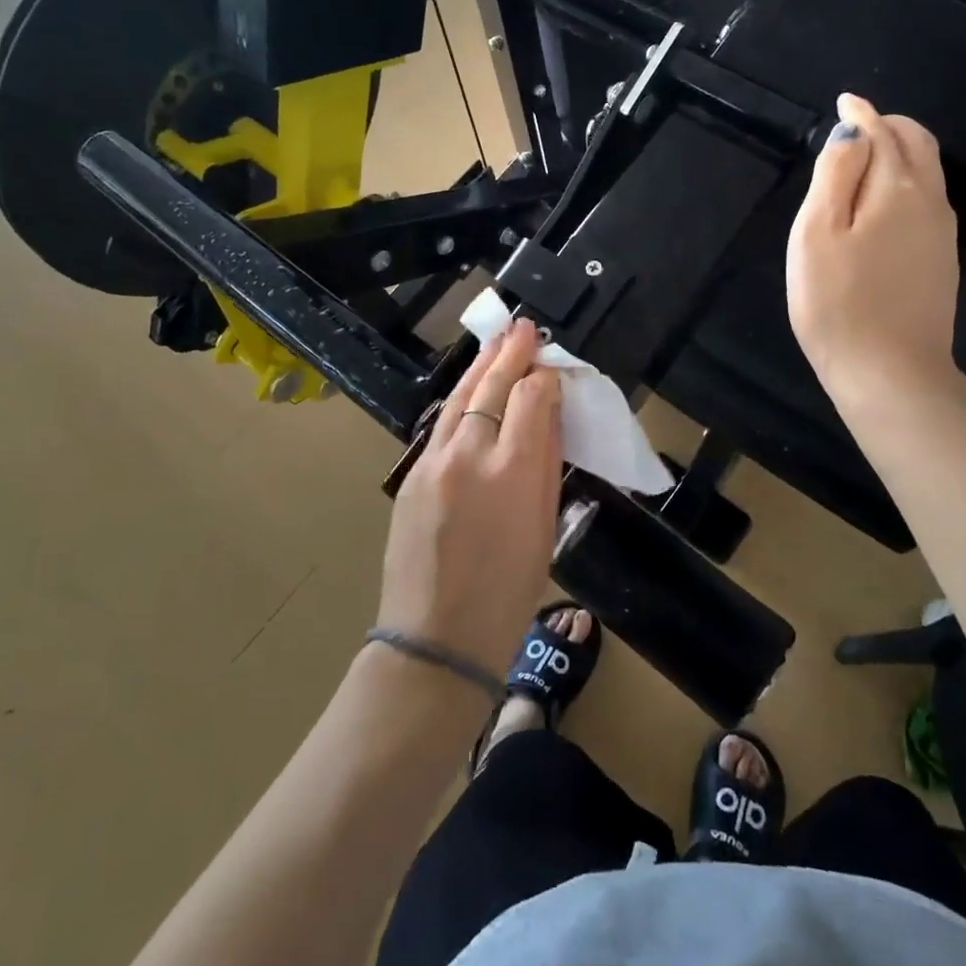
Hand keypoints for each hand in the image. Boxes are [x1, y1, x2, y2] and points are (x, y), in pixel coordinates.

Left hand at [378, 320, 563, 678]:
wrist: (435, 637)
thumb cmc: (508, 594)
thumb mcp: (544, 529)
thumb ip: (546, 465)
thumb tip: (550, 416)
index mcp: (513, 473)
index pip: (532, 399)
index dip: (546, 378)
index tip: (554, 370)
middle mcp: (469, 454)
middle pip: (493, 387)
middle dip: (512, 353)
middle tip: (525, 328)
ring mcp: (433, 461)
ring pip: (461, 397)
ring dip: (482, 366)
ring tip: (499, 342)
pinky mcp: (411, 473)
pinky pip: (442, 423)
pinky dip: (461, 399)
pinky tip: (472, 388)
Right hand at [787, 92, 960, 401]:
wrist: (888, 372)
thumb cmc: (837, 302)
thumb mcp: (817, 233)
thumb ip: (835, 174)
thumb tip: (852, 131)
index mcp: (897, 188)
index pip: (883, 132)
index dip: (862, 114)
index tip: (845, 102)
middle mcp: (930, 202)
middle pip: (918, 145)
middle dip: (889, 126)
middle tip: (857, 127)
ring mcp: (941, 234)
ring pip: (927, 173)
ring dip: (900, 153)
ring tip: (865, 158)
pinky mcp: (940, 262)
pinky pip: (927, 202)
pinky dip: (906, 182)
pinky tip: (882, 203)